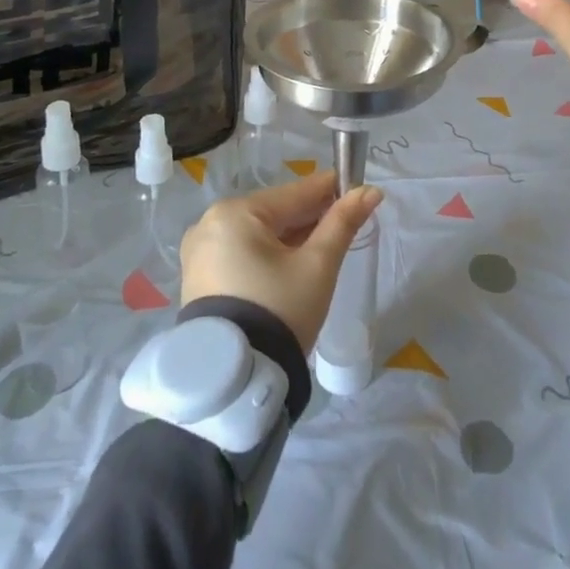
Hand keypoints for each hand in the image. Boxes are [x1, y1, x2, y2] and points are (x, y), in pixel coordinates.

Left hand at [180, 172, 383, 353]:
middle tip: (345, 224)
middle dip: (310, 217)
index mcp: (235, 212)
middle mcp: (210, 223)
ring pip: (258, 233)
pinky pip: (242, 252)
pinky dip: (267, 255)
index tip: (358, 187)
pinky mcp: (198, 278)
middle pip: (275, 212)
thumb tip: (371, 191)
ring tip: (323, 247)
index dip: (329, 190)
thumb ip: (343, 223)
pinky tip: (292, 265)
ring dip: (290, 237)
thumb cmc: (280, 310)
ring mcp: (200, 252)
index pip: (294, 193)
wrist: (236, 381)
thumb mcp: (317, 265)